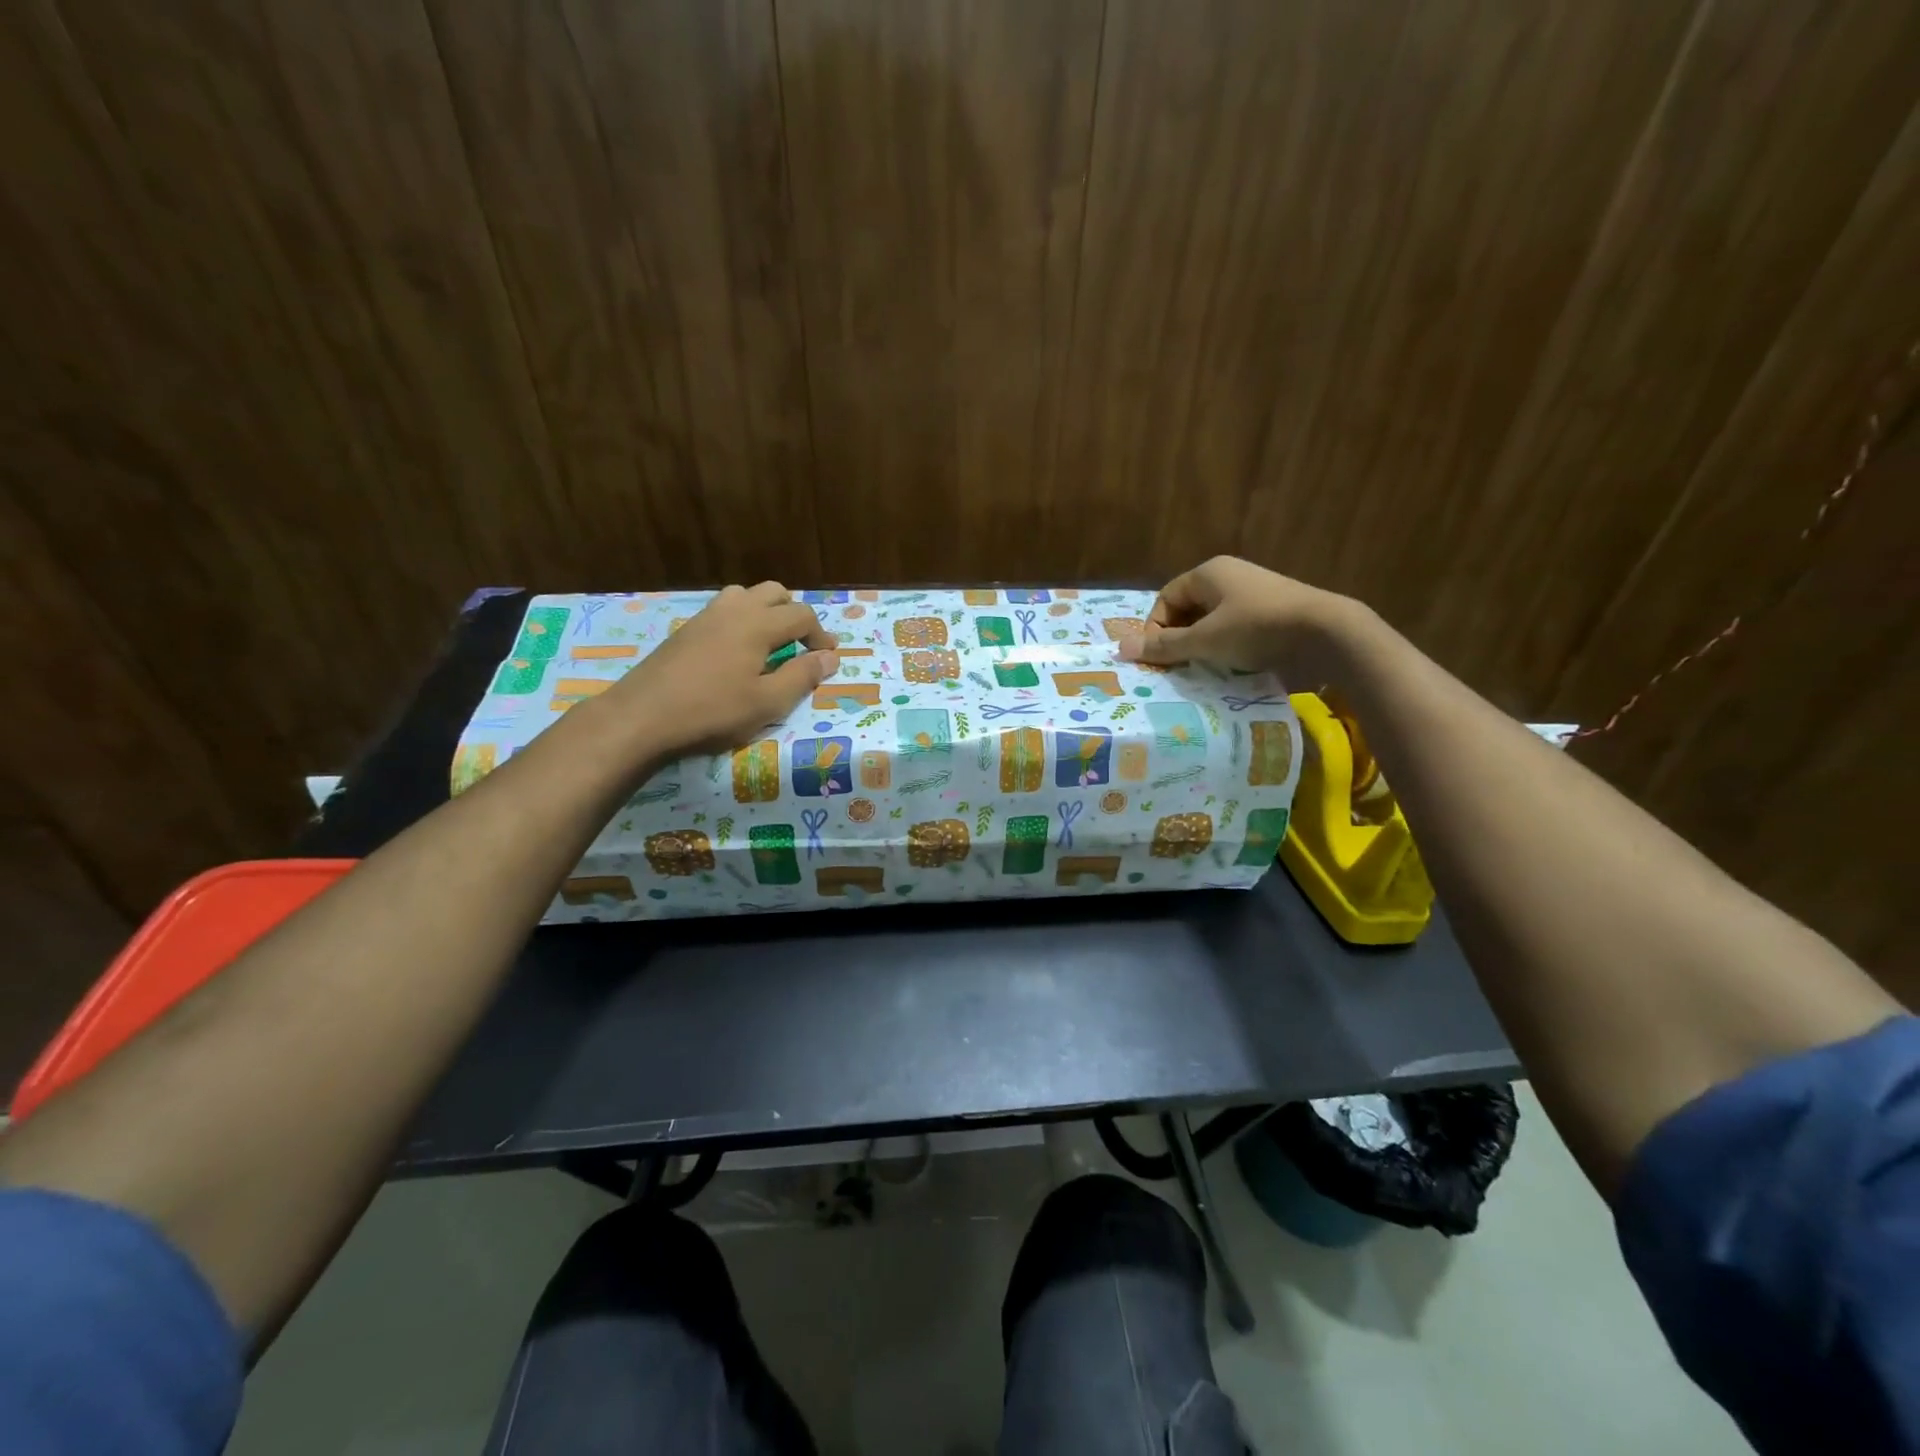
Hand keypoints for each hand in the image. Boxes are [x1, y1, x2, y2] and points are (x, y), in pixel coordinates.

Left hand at [606, 583, 838, 757]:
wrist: (642, 717)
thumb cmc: (712, 712)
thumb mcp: (768, 702)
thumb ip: (802, 677)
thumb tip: (830, 657)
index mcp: (758, 624)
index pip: (802, 615)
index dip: (820, 635)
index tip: (827, 659)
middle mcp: (734, 610)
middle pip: (775, 593)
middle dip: (795, 615)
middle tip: (801, 647)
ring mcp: (706, 617)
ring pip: (746, 596)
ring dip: (766, 612)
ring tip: (770, 645)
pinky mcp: (686, 630)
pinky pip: (724, 611)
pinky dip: (741, 621)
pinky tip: (736, 654)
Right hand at [1117, 556, 1355, 679]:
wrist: (1326, 635)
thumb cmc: (1256, 629)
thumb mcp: (1204, 640)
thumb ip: (1164, 646)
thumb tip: (1120, 649)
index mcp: (1209, 573)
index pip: (1166, 599)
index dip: (1155, 629)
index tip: (1158, 658)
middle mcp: (1229, 579)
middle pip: (1188, 612)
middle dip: (1178, 642)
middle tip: (1175, 670)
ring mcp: (1253, 598)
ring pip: (1211, 626)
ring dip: (1201, 651)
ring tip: (1200, 675)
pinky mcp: (1271, 618)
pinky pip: (1235, 635)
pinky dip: (1225, 653)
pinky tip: (1227, 673)